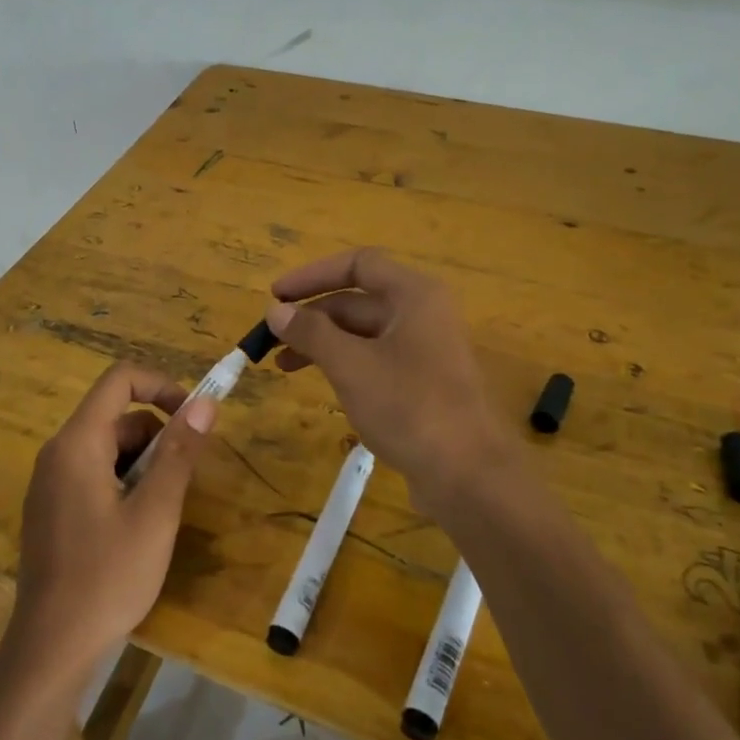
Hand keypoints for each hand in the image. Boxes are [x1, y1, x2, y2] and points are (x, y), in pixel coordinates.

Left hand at [6, 362, 215, 682]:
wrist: (51, 648)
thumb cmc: (108, 577)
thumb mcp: (156, 513)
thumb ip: (179, 453)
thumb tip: (204, 403)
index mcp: (77, 443)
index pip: (119, 380)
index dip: (162, 386)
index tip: (193, 418)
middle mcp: (57, 453)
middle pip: (116, 416)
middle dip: (157, 436)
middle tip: (182, 482)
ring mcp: (50, 482)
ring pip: (108, 447)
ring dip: (142, 463)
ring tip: (161, 512)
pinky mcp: (52, 509)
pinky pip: (93, 473)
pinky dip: (123, 482)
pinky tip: (136, 527)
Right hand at [265, 248, 513, 512]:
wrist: (468, 476)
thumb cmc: (409, 407)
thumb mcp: (351, 366)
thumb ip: (311, 333)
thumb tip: (276, 311)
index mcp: (414, 295)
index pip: (358, 264)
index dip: (312, 275)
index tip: (276, 297)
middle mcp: (422, 314)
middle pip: (358, 300)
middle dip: (312, 316)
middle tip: (270, 338)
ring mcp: (425, 350)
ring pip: (363, 333)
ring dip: (323, 343)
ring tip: (283, 366)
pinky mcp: (423, 383)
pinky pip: (375, 360)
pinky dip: (344, 364)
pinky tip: (321, 384)